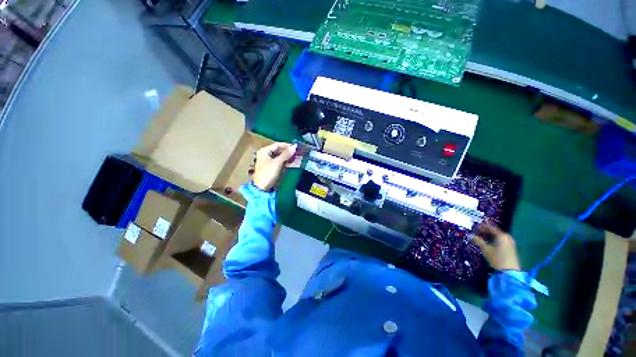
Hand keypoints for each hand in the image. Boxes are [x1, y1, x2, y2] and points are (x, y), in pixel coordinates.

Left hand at [252, 142, 296, 190]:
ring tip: (298, 158)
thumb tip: (294, 146)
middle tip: (298, 153)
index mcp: (264, 151)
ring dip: (289, 157)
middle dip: (289, 152)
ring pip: (281, 157)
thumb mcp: (277, 163)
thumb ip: (286, 154)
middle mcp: (266, 155)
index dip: (287, 145)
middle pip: (279, 151)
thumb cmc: (268, 173)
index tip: (296, 147)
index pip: (277, 145)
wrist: (262, 189)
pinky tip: (294, 163)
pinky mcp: (272, 168)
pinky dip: (287, 162)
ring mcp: (269, 162)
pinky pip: (281, 163)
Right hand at [471, 223, 520, 270]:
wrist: (510, 272)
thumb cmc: (497, 259)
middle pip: (494, 231)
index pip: (490, 227)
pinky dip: (494, 240)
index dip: (481, 226)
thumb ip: (478, 241)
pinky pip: (500, 240)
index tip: (474, 227)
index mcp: (501, 235)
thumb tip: (469, 235)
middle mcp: (507, 237)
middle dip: (485, 231)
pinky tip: (488, 243)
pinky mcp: (511, 248)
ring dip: (489, 236)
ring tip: (481, 238)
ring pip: (497, 236)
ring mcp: (510, 242)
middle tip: (476, 232)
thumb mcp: (486, 249)